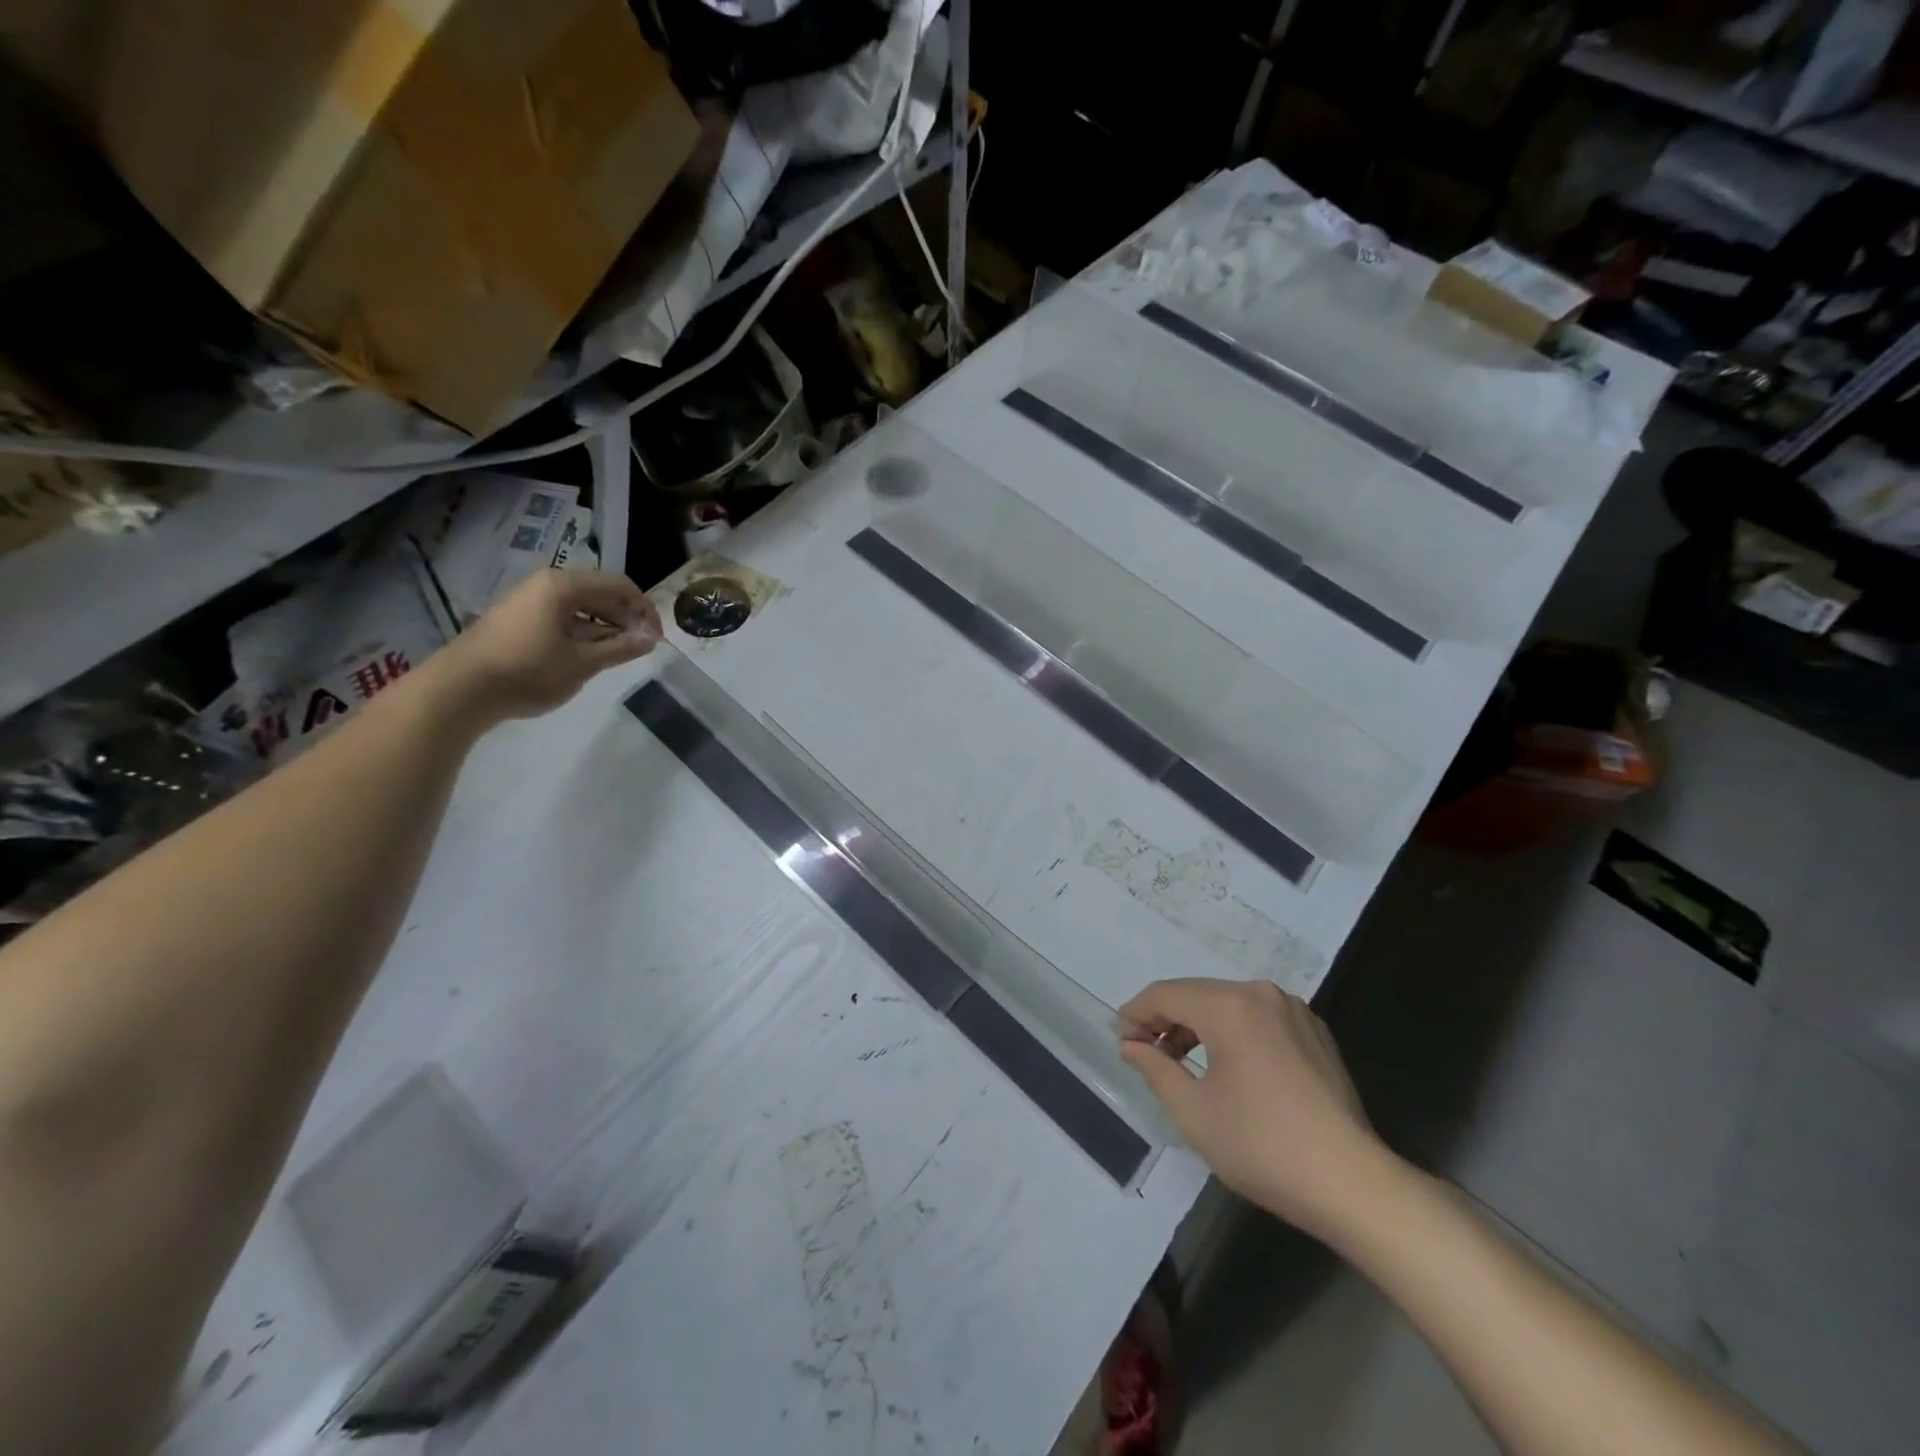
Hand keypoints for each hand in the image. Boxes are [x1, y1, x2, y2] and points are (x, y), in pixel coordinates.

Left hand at [429, 570, 661, 725]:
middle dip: (626, 617)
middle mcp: (546, 584)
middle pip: (600, 592)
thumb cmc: (528, 671)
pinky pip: (562, 616)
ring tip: (617, 654)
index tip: (656, 639)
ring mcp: (528, 600)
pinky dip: (583, 631)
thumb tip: (652, 638)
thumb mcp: (583, 662)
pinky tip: (587, 655)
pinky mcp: (518, 619)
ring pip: (581, 606)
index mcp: (563, 586)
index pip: (619, 585)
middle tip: (641, 647)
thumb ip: (621, 647)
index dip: (644, 610)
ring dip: (605, 626)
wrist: (460, 689)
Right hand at [1118, 978, 1392, 1242]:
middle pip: (1197, 993)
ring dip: (1198, 1024)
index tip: (1120, 1037)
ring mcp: (1293, 1010)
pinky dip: (1232, 1030)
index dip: (1137, 1012)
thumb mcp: (1193, 1112)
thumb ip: (1155, 1068)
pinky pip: (1258, 1017)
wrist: (1352, 1184)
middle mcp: (1261, 994)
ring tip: (1179, 1060)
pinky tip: (1226, 1064)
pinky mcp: (1314, 1031)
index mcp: (1229, 1007)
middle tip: (1144, 1051)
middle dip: (1166, 1018)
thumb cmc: (1262, 1147)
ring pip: (1228, 1003)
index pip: (1167, 994)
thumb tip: (1131, 1044)